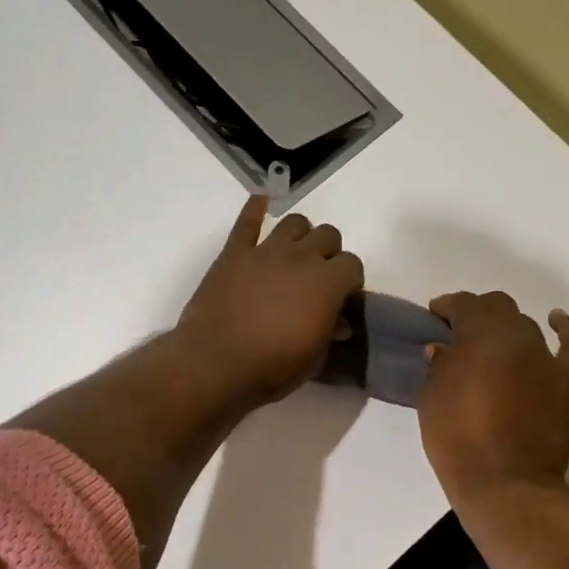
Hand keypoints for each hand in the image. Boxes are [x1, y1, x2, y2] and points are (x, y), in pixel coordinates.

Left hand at [173, 196, 364, 408]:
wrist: (216, 363)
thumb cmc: (272, 367)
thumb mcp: (313, 358)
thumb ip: (329, 333)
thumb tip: (339, 322)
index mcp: (328, 283)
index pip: (353, 265)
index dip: (350, 281)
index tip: (341, 298)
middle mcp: (301, 257)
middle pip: (328, 235)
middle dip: (329, 254)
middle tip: (318, 278)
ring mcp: (265, 251)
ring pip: (294, 222)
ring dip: (300, 235)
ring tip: (294, 254)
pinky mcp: (234, 253)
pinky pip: (247, 222)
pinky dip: (255, 209)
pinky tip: (260, 201)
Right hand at [418, 292, 568, 509]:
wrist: (507, 483)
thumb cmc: (458, 440)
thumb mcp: (431, 399)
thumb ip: (439, 366)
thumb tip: (445, 349)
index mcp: (480, 335)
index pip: (463, 305)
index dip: (447, 307)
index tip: (434, 318)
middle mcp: (516, 335)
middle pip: (497, 307)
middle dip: (476, 314)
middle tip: (459, 335)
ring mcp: (547, 356)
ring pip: (526, 325)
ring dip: (506, 329)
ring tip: (492, 346)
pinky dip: (564, 328)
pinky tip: (556, 320)